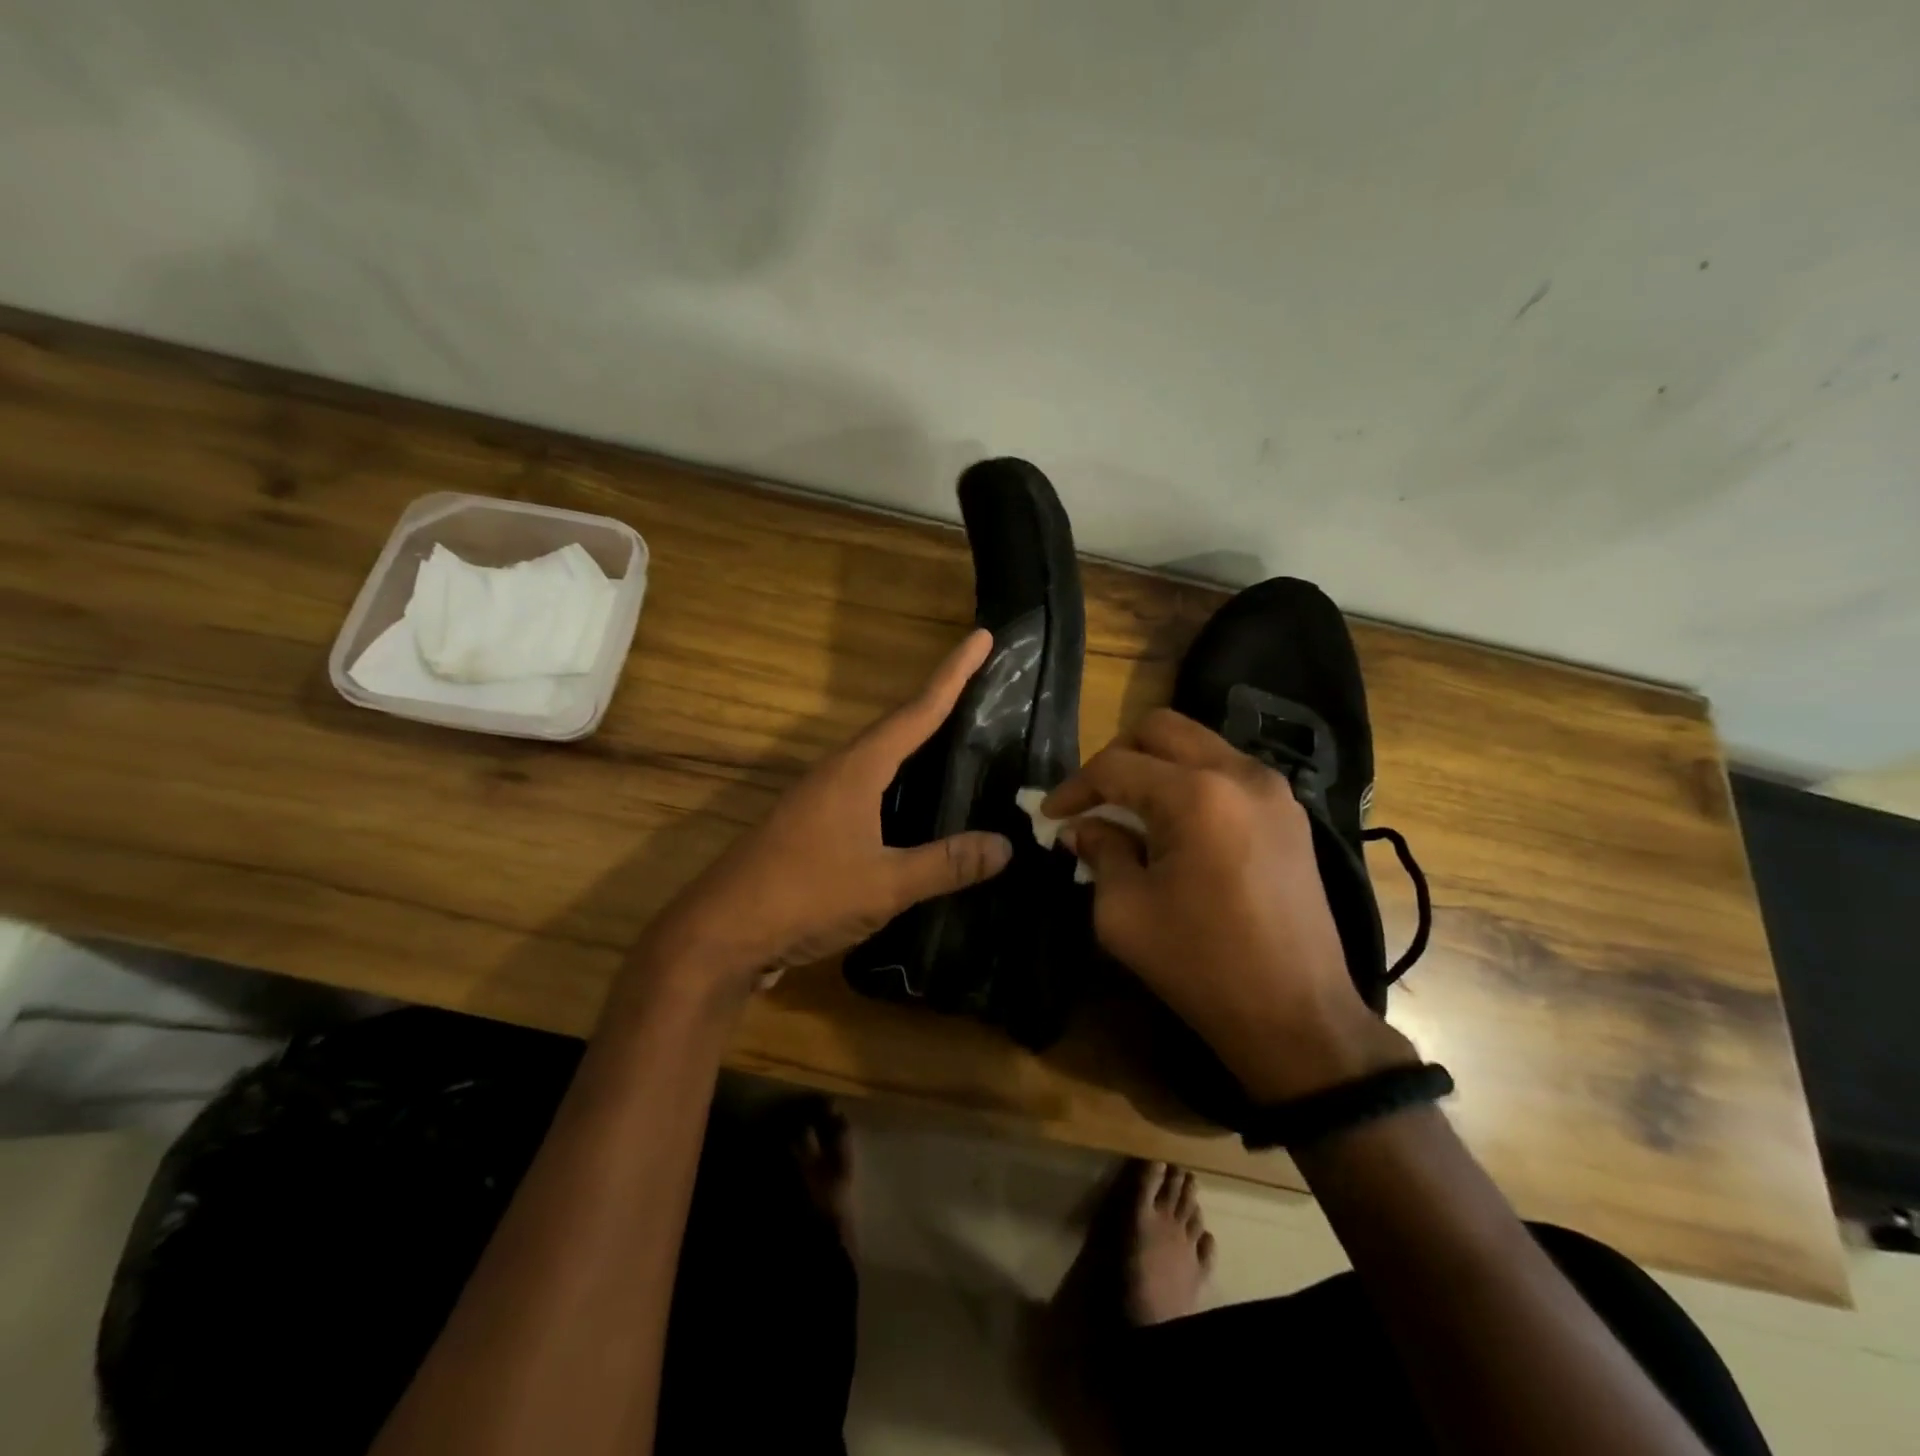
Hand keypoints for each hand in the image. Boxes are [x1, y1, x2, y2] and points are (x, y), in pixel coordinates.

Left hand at [636, 630, 1012, 1000]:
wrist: (721, 933)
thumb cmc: (805, 896)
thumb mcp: (884, 884)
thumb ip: (945, 863)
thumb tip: (1005, 845)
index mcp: (856, 769)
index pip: (917, 711)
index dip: (953, 675)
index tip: (982, 637)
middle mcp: (837, 773)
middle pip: (897, 726)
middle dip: (939, 703)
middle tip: (979, 686)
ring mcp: (819, 799)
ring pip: (878, 759)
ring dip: (915, 744)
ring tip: (956, 739)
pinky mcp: (811, 827)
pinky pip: (866, 790)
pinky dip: (898, 784)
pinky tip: (913, 806)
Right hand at [1043, 708, 1412, 1098]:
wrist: (1297, 1016)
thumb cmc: (1201, 966)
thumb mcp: (1124, 912)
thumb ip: (1099, 853)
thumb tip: (1083, 828)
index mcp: (1196, 795)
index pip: (1116, 766)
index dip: (1074, 786)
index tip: (1051, 814)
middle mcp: (1239, 774)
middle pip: (1160, 729)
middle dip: (1116, 756)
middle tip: (1093, 798)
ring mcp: (1273, 791)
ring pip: (1198, 744)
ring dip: (1156, 766)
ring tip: (1130, 811)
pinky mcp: (1290, 814)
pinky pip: (1228, 772)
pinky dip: (1191, 783)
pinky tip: (1175, 826)